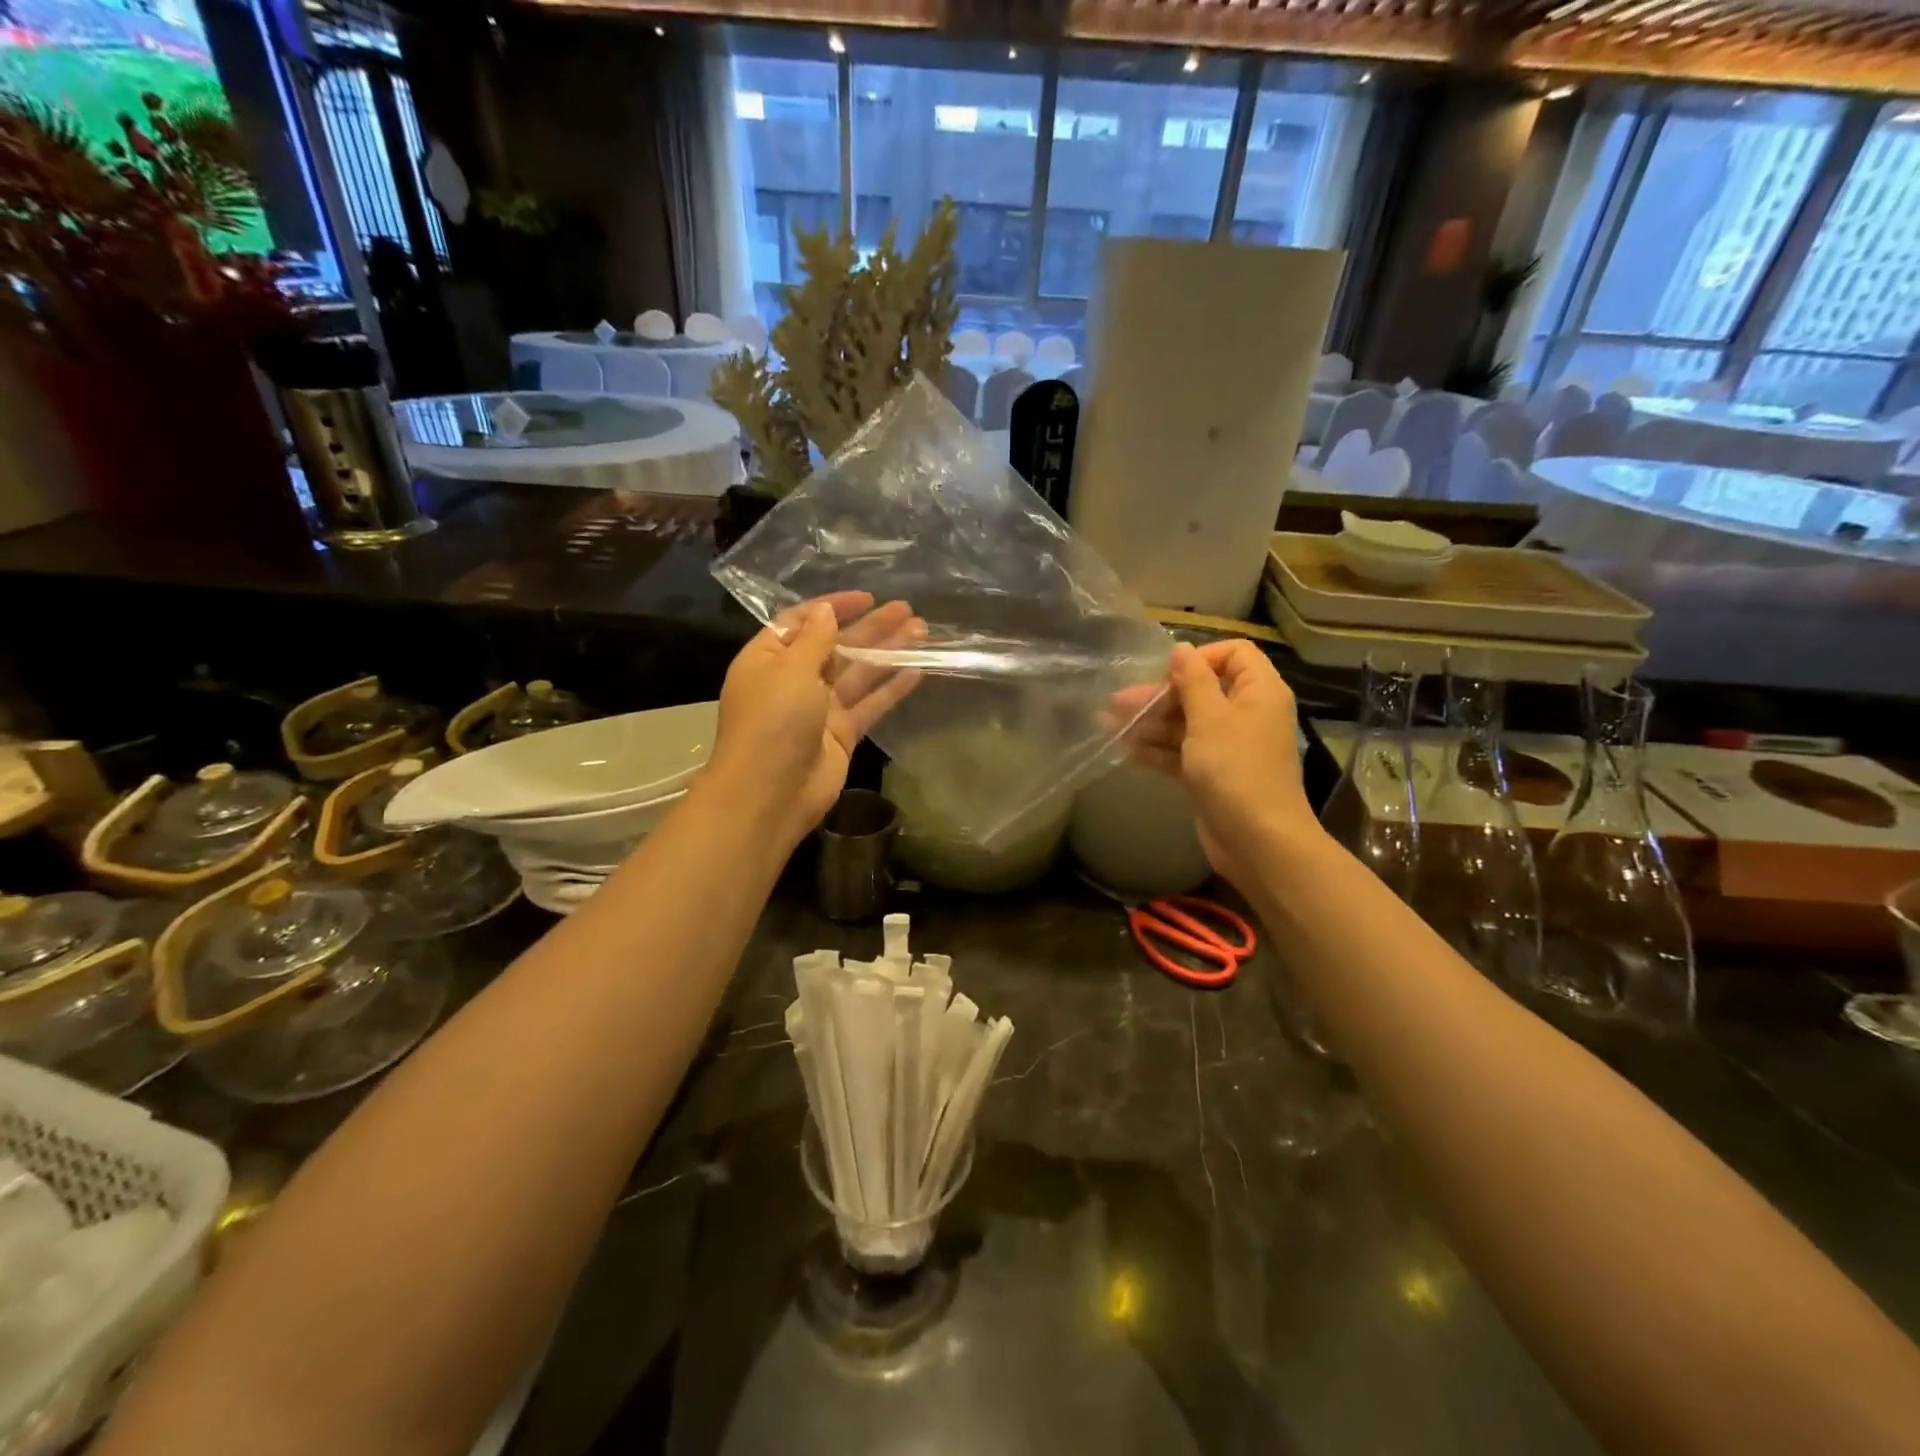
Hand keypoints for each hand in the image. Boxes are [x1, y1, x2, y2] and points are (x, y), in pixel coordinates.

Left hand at [704, 591, 922, 850]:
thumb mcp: (790, 670)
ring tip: (922, 632)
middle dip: (871, 628)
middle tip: (907, 610)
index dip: (833, 607)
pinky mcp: (842, 734)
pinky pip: (869, 704)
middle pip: (837, 646)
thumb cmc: (773, 722)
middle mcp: (794, 680)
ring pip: (859, 673)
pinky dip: (891, 688)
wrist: (770, 793)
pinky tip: (917, 670)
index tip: (867, 597)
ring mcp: (820, 709)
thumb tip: (826, 610)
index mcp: (769, 658)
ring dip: (888, 652)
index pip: (803, 621)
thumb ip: (815, 639)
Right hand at [1113, 640, 1317, 890]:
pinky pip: (1181, 752)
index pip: (1233, 654)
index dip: (1200, 657)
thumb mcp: (1210, 718)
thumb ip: (1193, 681)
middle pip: (1200, 690)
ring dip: (1149, 723)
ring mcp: (1228, 746)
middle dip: (1159, 695)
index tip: (1167, 673)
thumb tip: (1181, 649)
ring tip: (1107, 724)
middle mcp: (1245, 713)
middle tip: (1118, 702)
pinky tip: (1123, 749)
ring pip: (1185, 723)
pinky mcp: (1211, 773)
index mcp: (1258, 691)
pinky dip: (1156, 749)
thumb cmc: (1236, 770)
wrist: (1257, 840)